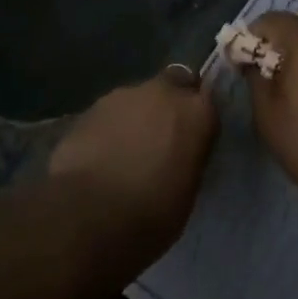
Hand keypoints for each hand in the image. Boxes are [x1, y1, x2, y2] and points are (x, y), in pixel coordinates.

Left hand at [48, 68, 218, 260]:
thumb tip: (181, 153)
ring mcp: (124, 95)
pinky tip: (102, 155)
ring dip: (137, 116)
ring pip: (138, 98)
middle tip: (162, 137)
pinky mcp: (90, 107)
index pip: (208, 99)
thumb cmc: (152, 212)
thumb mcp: (188, 190)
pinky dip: (110, 128)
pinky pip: (110, 114)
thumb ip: (189, 157)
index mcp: (196, 112)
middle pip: (173, 84)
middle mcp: (163, 92)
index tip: (194, 136)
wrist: (89, 214)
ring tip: (126, 151)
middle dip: (169, 104)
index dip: (198, 116)